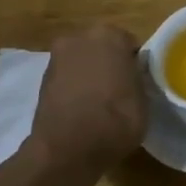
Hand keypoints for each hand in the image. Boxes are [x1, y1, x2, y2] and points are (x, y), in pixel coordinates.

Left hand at [31, 24, 147, 164]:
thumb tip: (133, 74)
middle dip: (110, 64)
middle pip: (102, 48)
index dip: (135, 64)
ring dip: (90, 75)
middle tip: (121, 90)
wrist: (67, 150)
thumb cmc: (115, 120)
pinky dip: (75, 88)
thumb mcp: (144, 99)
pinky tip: (83, 109)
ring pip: (83, 62)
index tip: (138, 82)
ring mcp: (56, 58)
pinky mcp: (41, 80)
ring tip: (101, 103)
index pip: (129, 44)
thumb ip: (138, 78)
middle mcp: (80, 38)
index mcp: (109, 36)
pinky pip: (68, 78)